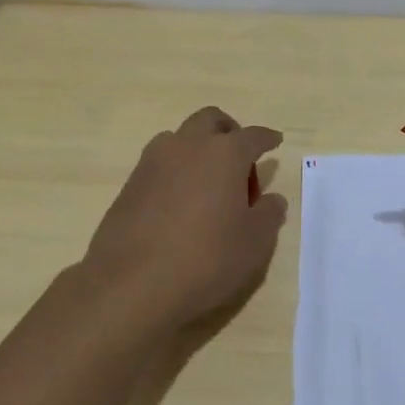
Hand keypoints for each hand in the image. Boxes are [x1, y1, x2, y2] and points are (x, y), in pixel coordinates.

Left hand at [79, 106, 287, 333]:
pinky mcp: (130, 183)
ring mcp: (154, 161)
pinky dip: (176, 171)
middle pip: (211, 120)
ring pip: (180, 137)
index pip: (253, 136)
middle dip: (229, 132)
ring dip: (198, 149)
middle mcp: (188, 146)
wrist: (131, 284)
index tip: (274, 142)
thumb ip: (268, 215)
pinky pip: (160, 163)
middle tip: (239, 163)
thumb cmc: (206, 259)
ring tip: (207, 184)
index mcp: (225, 154)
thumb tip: (272, 199)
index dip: (267, 139)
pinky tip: (180, 203)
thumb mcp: (254, 243)